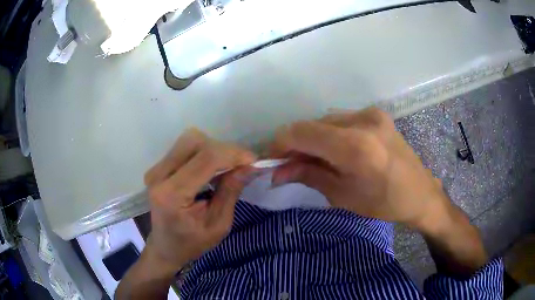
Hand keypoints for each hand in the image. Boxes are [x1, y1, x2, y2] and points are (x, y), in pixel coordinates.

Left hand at [143, 128, 255, 270]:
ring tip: (226, 168)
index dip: (233, 154)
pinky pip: (185, 148)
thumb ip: (230, 192)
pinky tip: (212, 169)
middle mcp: (159, 176)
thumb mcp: (218, 225)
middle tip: (240, 166)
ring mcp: (155, 169)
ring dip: (213, 150)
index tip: (254, 161)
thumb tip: (250, 165)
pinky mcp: (157, 167)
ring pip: (190, 140)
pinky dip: (204, 153)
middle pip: (195, 142)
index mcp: (171, 195)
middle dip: (223, 150)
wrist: (165, 247)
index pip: (205, 159)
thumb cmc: (192, 243)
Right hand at [270, 107, 449, 229]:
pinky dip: (328, 134)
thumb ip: (308, 175)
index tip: (271, 160)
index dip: (279, 144)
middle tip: (289, 166)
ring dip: (312, 139)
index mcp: (356, 146)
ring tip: (311, 160)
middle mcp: (362, 120)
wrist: (420, 192)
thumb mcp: (343, 196)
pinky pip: (341, 120)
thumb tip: (277, 171)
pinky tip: (332, 151)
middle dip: (295, 144)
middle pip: (311, 124)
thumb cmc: (384, 203)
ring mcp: (371, 113)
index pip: (301, 132)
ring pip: (325, 121)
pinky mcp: (376, 114)